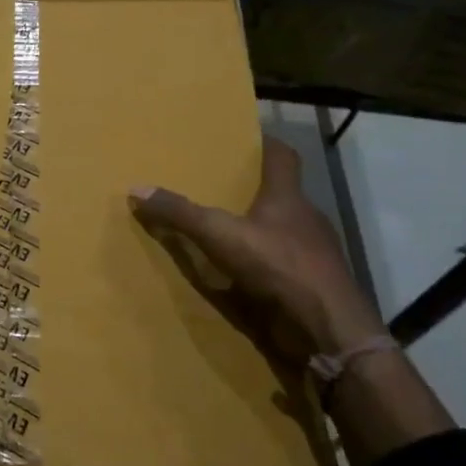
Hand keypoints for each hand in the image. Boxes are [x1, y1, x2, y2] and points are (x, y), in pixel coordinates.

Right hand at [131, 134, 382, 363]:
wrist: (328, 327)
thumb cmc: (278, 265)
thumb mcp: (219, 235)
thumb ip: (180, 213)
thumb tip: (137, 188)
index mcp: (288, 197)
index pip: (283, 156)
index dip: (266, 144)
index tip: (246, 138)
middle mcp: (305, 218)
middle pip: (282, 193)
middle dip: (254, 189)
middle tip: (220, 184)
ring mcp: (313, 254)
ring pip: (283, 230)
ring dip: (259, 229)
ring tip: (225, 229)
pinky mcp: (312, 284)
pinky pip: (283, 265)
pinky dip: (264, 264)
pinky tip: (242, 274)